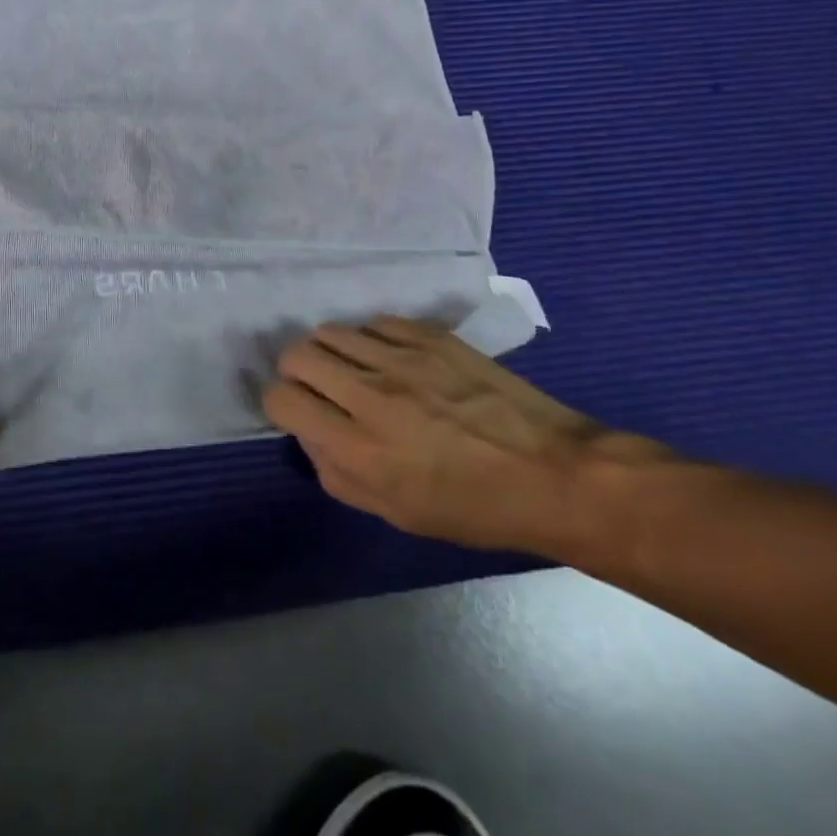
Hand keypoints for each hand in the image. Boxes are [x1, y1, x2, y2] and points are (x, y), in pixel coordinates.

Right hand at [262, 317, 667, 556]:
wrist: (555, 475)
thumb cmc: (474, 508)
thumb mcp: (396, 513)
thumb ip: (336, 474)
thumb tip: (310, 434)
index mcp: (359, 447)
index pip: (281, 398)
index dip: (280, 404)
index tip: (298, 413)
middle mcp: (369, 394)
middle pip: (296, 355)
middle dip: (297, 372)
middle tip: (320, 389)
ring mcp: (400, 358)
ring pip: (329, 331)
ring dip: (331, 352)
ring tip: (355, 371)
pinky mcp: (429, 336)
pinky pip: (373, 322)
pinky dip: (370, 340)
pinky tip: (390, 359)